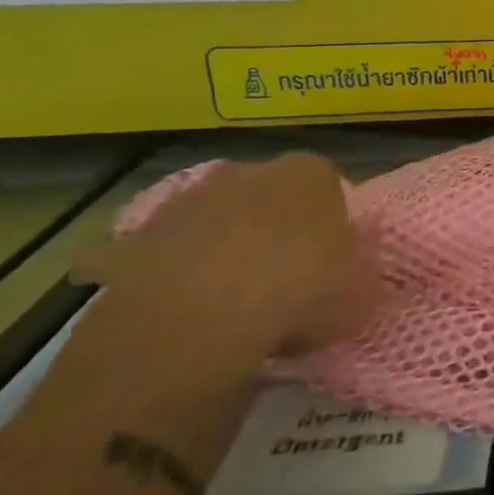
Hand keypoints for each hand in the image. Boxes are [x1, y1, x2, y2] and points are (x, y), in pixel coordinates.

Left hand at [72, 154, 379, 360]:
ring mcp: (185, 202)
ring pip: (212, 223)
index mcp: (310, 174)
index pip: (328, 189)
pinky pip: (155, 258)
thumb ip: (360, 275)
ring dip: (219, 250)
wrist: (197, 322)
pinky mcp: (132, 240)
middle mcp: (248, 172)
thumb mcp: (361, 293)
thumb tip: (353, 276)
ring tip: (229, 304)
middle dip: (272, 231)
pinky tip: (175, 312)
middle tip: (281, 281)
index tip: (330, 263)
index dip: (330, 227)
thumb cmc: (301, 292)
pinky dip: (164, 276)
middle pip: (267, 199)